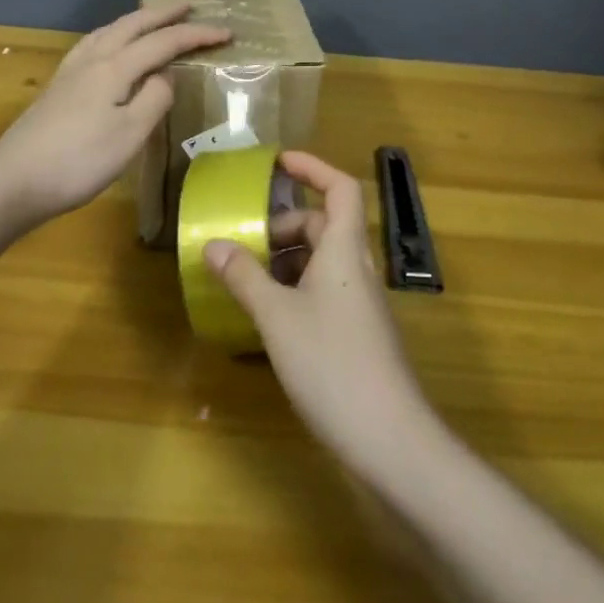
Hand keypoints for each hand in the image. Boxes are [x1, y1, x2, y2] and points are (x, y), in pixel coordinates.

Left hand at [0, 3, 229, 227]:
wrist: (13, 182)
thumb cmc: (78, 162)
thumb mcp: (130, 135)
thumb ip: (154, 99)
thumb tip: (165, 75)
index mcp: (114, 68)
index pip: (163, 42)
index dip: (196, 35)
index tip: (226, 32)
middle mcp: (91, 60)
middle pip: (132, 25)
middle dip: (163, 13)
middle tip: (189, 6)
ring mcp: (70, 72)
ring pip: (108, 31)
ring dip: (135, 20)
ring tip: (151, 19)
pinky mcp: (57, 87)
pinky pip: (92, 44)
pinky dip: (112, 35)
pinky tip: (107, 48)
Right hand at [206, 151, 436, 469]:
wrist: (390, 439)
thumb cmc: (332, 364)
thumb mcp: (277, 317)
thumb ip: (244, 277)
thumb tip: (214, 244)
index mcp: (345, 250)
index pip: (339, 188)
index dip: (312, 167)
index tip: (276, 163)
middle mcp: (357, 268)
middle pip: (324, 226)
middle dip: (284, 226)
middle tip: (245, 241)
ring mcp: (360, 303)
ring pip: (323, 262)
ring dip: (286, 261)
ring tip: (247, 279)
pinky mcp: (357, 334)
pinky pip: (324, 292)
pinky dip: (295, 291)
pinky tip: (268, 318)